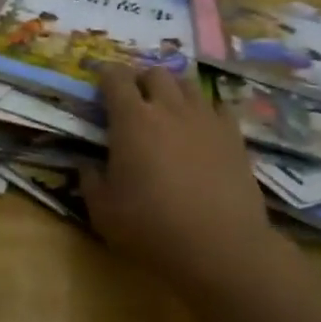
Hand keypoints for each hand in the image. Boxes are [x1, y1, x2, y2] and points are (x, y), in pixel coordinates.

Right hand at [82, 65, 279, 283]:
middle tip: (135, 101)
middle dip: (141, 80)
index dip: (105, 75)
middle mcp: (169, 108)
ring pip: (188, 84)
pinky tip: (202, 128)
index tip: (100, 83)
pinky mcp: (234, 136)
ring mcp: (205, 119)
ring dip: (173, 91)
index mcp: (132, 119)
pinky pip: (218, 107)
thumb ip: (90, 180)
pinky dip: (206, 111)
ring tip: (168, 111)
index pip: (115, 78)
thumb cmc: (153, 227)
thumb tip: (86, 164)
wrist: (222, 248)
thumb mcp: (103, 211)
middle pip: (155, 72)